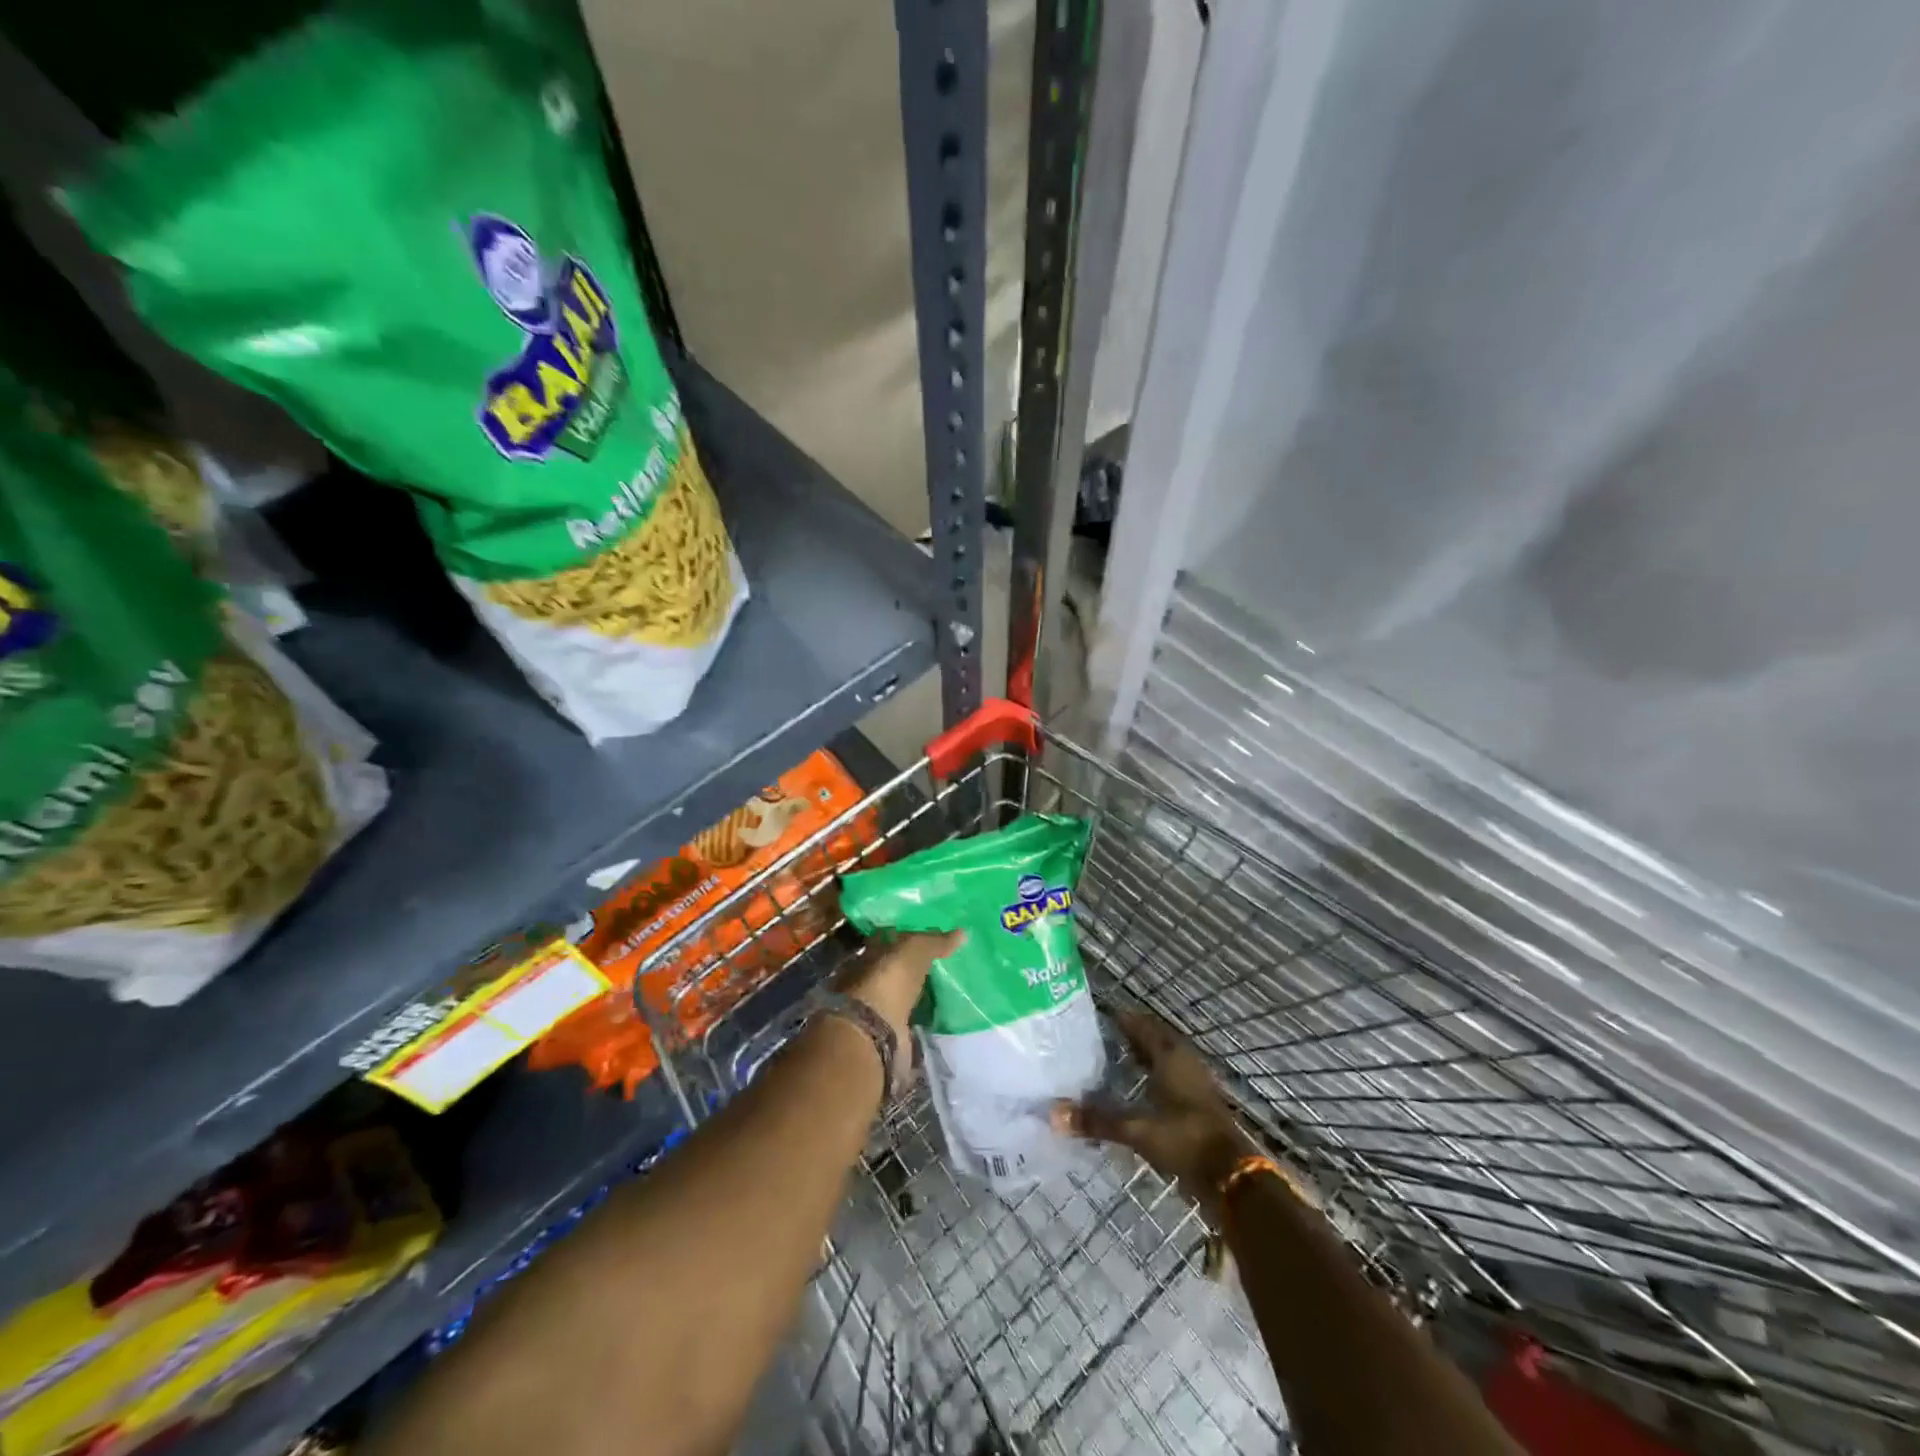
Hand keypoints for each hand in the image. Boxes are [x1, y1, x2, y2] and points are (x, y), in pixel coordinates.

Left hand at [842, 930, 963, 1042]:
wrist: (877, 1029)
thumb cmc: (891, 979)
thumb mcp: (916, 950)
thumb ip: (936, 941)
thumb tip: (962, 932)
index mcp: (873, 950)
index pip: (891, 936)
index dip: (910, 935)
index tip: (933, 937)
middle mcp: (870, 974)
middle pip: (895, 964)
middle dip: (913, 964)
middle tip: (942, 962)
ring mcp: (877, 1002)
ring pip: (900, 989)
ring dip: (915, 989)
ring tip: (943, 986)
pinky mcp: (888, 1026)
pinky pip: (907, 1013)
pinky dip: (918, 1011)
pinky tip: (934, 1009)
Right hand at [1054, 1009, 1254, 1218]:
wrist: (1232, 1178)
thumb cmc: (1185, 1140)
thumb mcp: (1137, 1131)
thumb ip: (1097, 1121)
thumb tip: (1053, 1114)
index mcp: (1170, 1056)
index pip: (1142, 1025)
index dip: (1122, 1018)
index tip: (1098, 1015)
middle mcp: (1184, 1062)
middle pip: (1155, 1039)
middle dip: (1131, 1034)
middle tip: (1102, 1035)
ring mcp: (1195, 1083)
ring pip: (1165, 1058)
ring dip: (1144, 1055)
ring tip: (1115, 1058)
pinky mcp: (1199, 1104)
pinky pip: (1171, 1077)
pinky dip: (1153, 1075)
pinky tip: (1138, 1088)